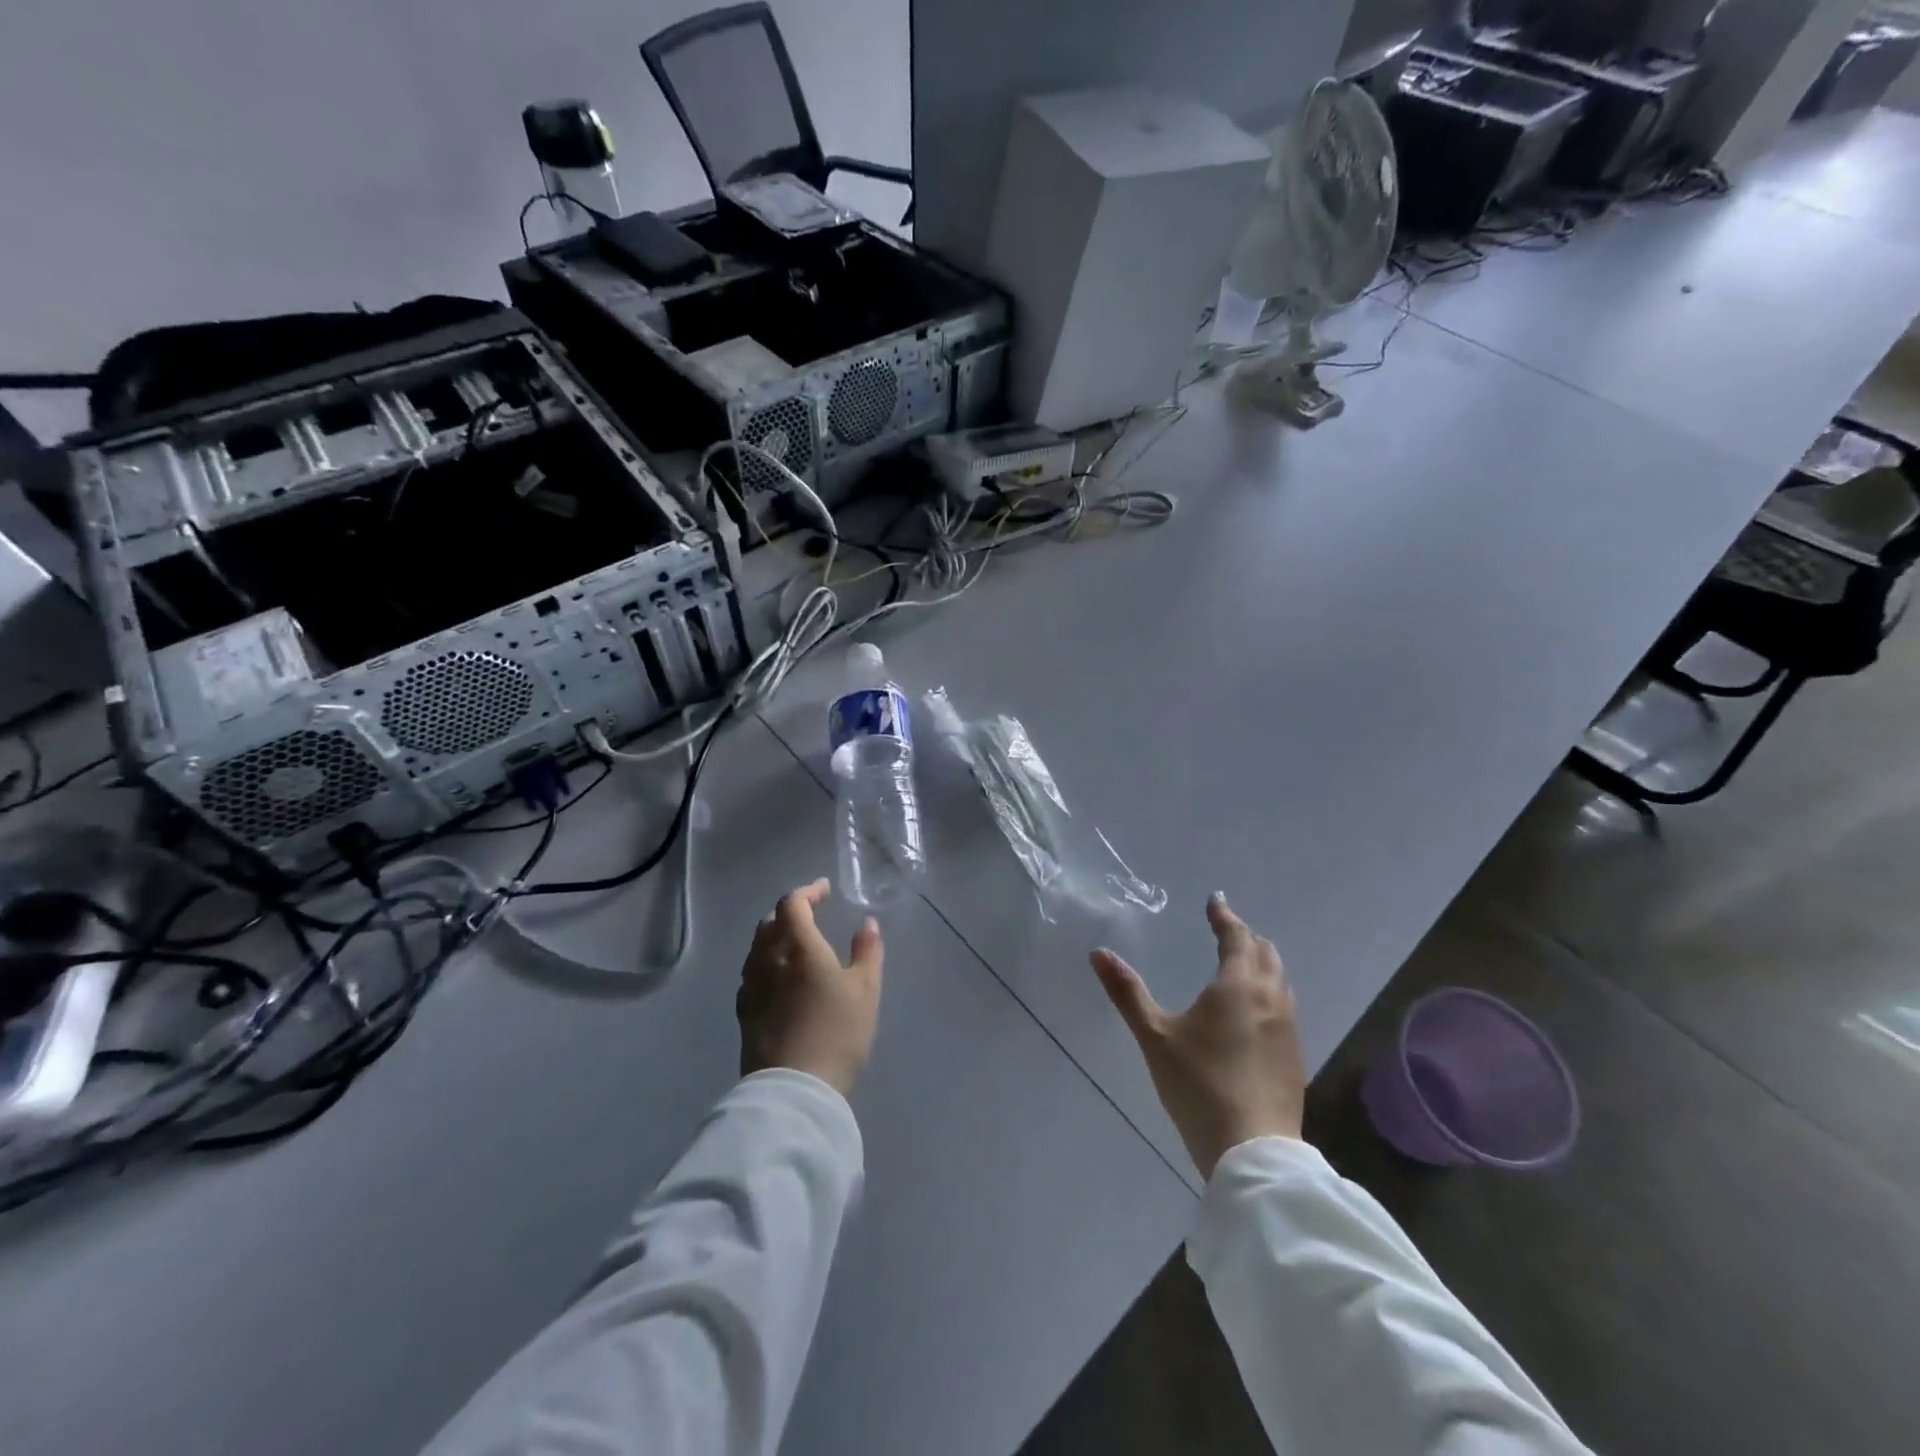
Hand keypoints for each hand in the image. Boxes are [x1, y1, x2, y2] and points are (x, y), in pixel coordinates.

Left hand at [737, 879, 884, 1096]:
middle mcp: (769, 960)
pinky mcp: (744, 1013)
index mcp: (799, 947)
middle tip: (810, 914)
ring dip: (775, 935)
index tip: (824, 890)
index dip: (808, 892)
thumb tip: (866, 923)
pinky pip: (752, 973)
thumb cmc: (837, 1033)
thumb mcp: (866, 990)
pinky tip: (777, 977)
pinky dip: (765, 962)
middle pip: (770, 923)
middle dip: (790, 912)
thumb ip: (867, 951)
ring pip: (757, 948)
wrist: (794, 1090)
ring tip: (794, 942)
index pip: (793, 905)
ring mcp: (752, 987)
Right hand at [1091, 893, 1304, 1178]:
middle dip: (1245, 937)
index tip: (1215, 902)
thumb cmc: (1199, 1085)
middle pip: (1266, 953)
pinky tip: (1252, 1012)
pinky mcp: (1296, 1057)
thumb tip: (1098, 953)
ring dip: (1261, 964)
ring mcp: (1289, 1029)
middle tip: (1224, 931)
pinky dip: (1269, 992)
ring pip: (1280, 980)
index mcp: (1238, 985)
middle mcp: (1271, 998)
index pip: (1237, 936)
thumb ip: (1127, 992)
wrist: (1252, 1151)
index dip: (1225, 916)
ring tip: (1239, 965)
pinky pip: (1284, 1006)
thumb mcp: (1155, 1036)